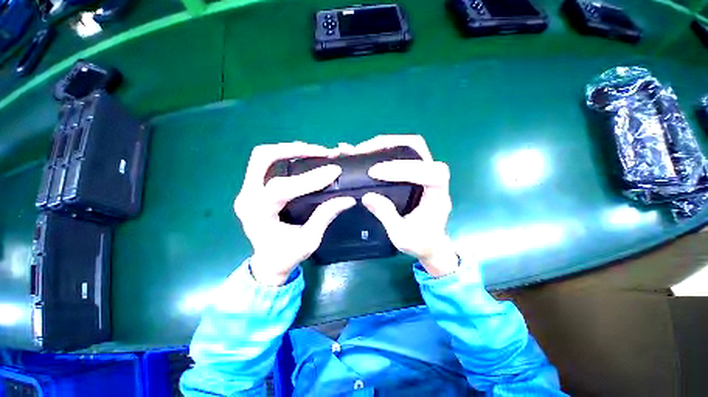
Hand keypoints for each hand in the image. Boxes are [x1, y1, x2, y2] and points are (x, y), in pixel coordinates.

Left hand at [234, 142, 355, 285]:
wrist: (268, 262)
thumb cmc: (286, 255)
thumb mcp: (309, 241)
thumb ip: (325, 216)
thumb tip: (347, 199)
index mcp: (258, 214)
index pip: (281, 188)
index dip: (310, 178)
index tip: (334, 171)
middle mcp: (247, 197)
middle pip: (262, 159)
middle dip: (293, 150)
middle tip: (320, 152)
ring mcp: (248, 190)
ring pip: (263, 157)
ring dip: (290, 149)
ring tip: (316, 152)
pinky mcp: (254, 188)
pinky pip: (267, 164)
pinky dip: (286, 156)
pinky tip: (305, 158)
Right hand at [353, 135, 458, 276]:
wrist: (431, 244)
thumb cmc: (421, 242)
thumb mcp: (402, 235)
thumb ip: (386, 215)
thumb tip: (367, 196)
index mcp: (438, 194)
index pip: (428, 172)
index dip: (403, 169)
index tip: (375, 172)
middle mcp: (435, 177)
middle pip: (419, 148)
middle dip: (390, 144)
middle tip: (365, 149)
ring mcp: (425, 172)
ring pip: (411, 146)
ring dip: (387, 143)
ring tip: (365, 148)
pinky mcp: (416, 173)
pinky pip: (404, 153)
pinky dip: (386, 149)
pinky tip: (371, 153)